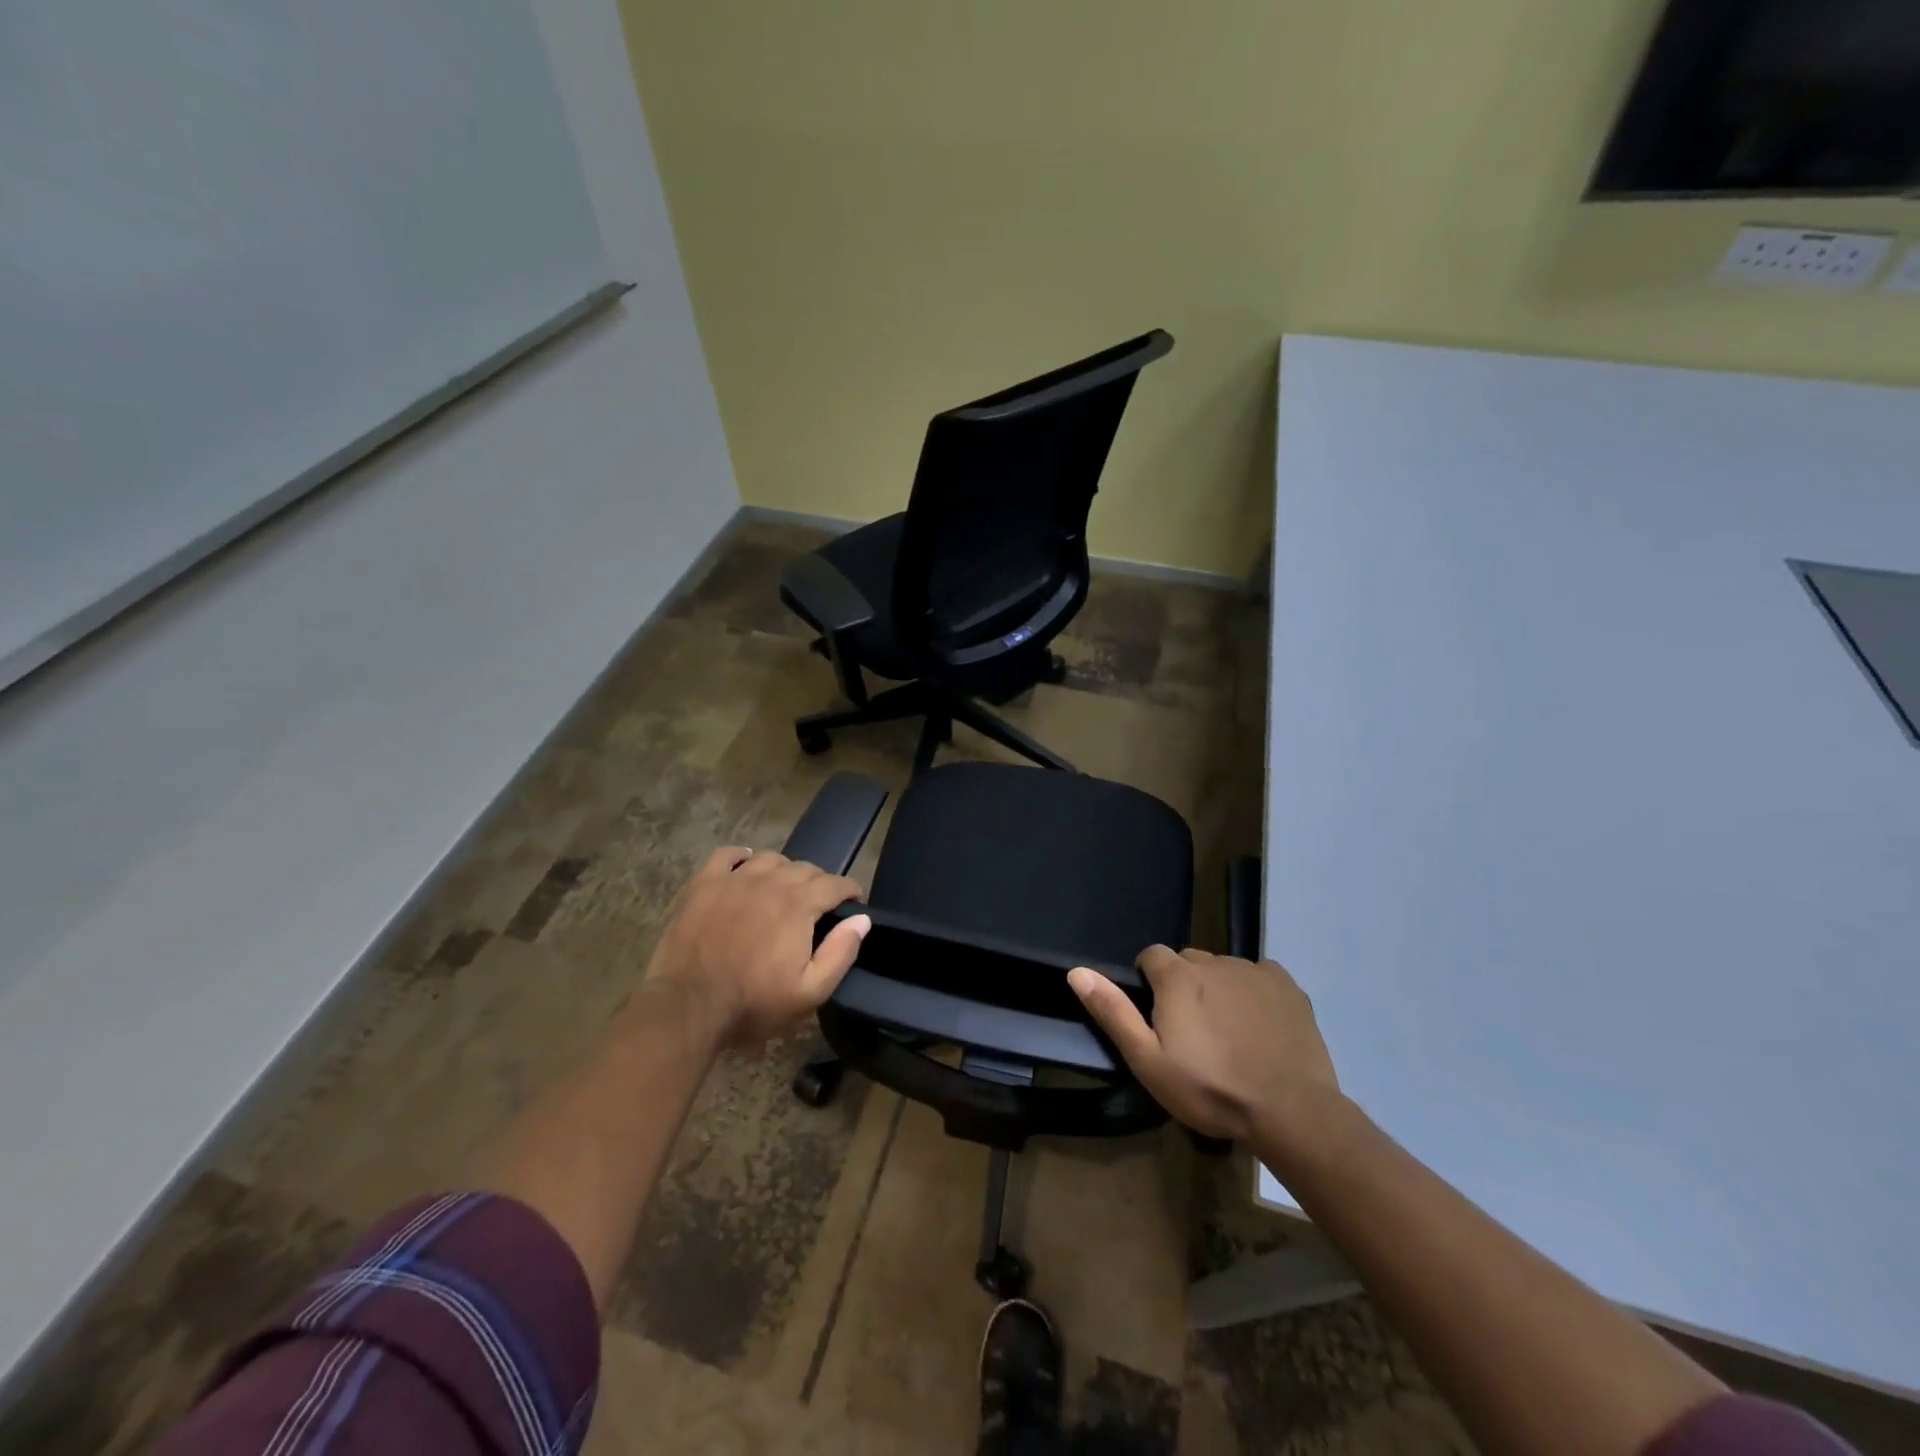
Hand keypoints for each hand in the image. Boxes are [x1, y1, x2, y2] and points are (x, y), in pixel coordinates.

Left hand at [645, 847, 869, 1048]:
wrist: (687, 1008)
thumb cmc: (753, 1004)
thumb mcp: (809, 992)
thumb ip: (840, 953)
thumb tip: (861, 919)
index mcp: (799, 905)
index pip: (835, 884)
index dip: (850, 890)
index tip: (854, 901)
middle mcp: (770, 882)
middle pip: (805, 868)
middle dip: (819, 882)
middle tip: (819, 904)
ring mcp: (734, 880)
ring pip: (770, 859)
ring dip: (784, 870)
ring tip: (783, 889)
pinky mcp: (704, 885)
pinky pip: (727, 855)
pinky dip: (741, 857)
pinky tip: (745, 868)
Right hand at [1068, 946, 1338, 1143]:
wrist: (1290, 1111)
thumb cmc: (1210, 1089)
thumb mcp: (1148, 1061)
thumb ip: (1113, 1012)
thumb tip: (1077, 971)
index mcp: (1177, 976)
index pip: (1151, 956)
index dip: (1148, 981)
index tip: (1157, 1015)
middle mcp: (1214, 962)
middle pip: (1188, 962)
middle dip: (1184, 985)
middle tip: (1192, 1030)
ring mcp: (1254, 971)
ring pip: (1224, 969)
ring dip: (1219, 989)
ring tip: (1228, 1033)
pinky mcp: (1287, 985)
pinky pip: (1260, 976)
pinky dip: (1254, 992)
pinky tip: (1260, 1026)